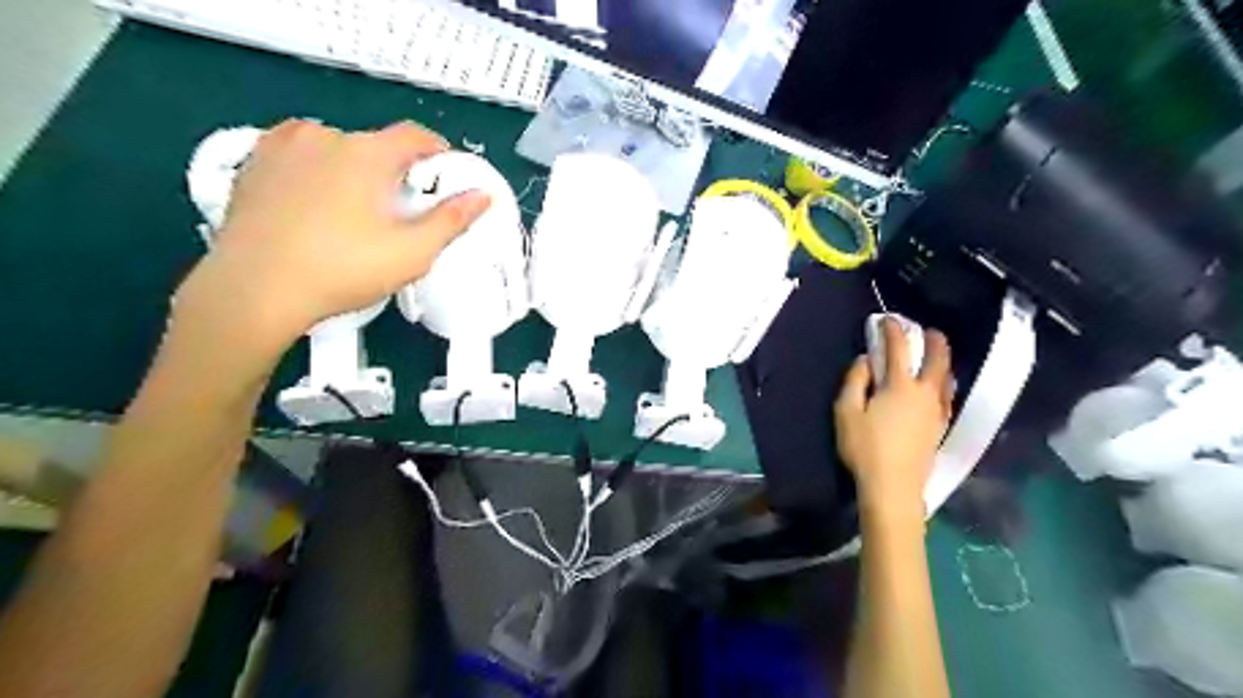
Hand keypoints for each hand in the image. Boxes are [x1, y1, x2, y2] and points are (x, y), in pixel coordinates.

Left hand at [173, 118, 489, 354]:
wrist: (254, 290)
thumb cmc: (342, 270)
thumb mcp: (411, 253)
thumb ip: (451, 220)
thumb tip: (482, 196)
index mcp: (366, 154)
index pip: (415, 136)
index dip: (437, 152)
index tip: (445, 176)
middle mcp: (323, 137)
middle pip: (374, 144)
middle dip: (394, 171)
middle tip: (399, 210)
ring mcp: (282, 146)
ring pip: (335, 148)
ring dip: (353, 169)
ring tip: (354, 210)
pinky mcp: (252, 164)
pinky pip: (298, 155)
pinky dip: (315, 170)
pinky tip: (315, 203)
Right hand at [835, 319, 953, 520]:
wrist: (893, 487)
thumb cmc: (865, 448)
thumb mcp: (846, 412)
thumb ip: (854, 381)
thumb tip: (864, 360)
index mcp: (900, 386)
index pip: (899, 349)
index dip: (893, 330)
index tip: (887, 319)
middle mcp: (924, 393)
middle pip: (937, 360)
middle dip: (933, 340)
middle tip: (928, 330)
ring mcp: (936, 411)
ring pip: (946, 378)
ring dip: (943, 361)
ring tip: (937, 355)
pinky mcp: (940, 427)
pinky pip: (947, 396)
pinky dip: (945, 382)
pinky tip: (941, 387)